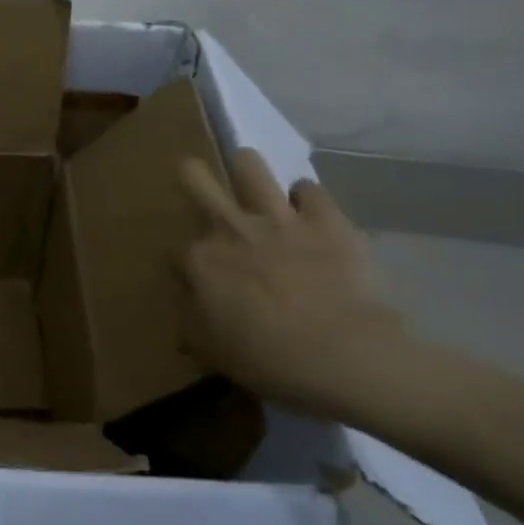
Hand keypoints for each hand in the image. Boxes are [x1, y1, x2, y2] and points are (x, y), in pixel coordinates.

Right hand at [179, 150, 411, 418]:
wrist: (347, 358)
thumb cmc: (271, 361)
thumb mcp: (214, 354)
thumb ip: (192, 326)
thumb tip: (188, 313)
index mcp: (201, 261)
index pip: (176, 250)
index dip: (186, 267)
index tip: (199, 287)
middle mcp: (231, 227)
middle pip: (194, 176)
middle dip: (193, 178)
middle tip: (204, 195)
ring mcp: (279, 218)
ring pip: (249, 163)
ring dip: (248, 173)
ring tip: (256, 191)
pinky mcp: (325, 218)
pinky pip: (309, 188)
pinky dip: (306, 199)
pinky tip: (310, 214)